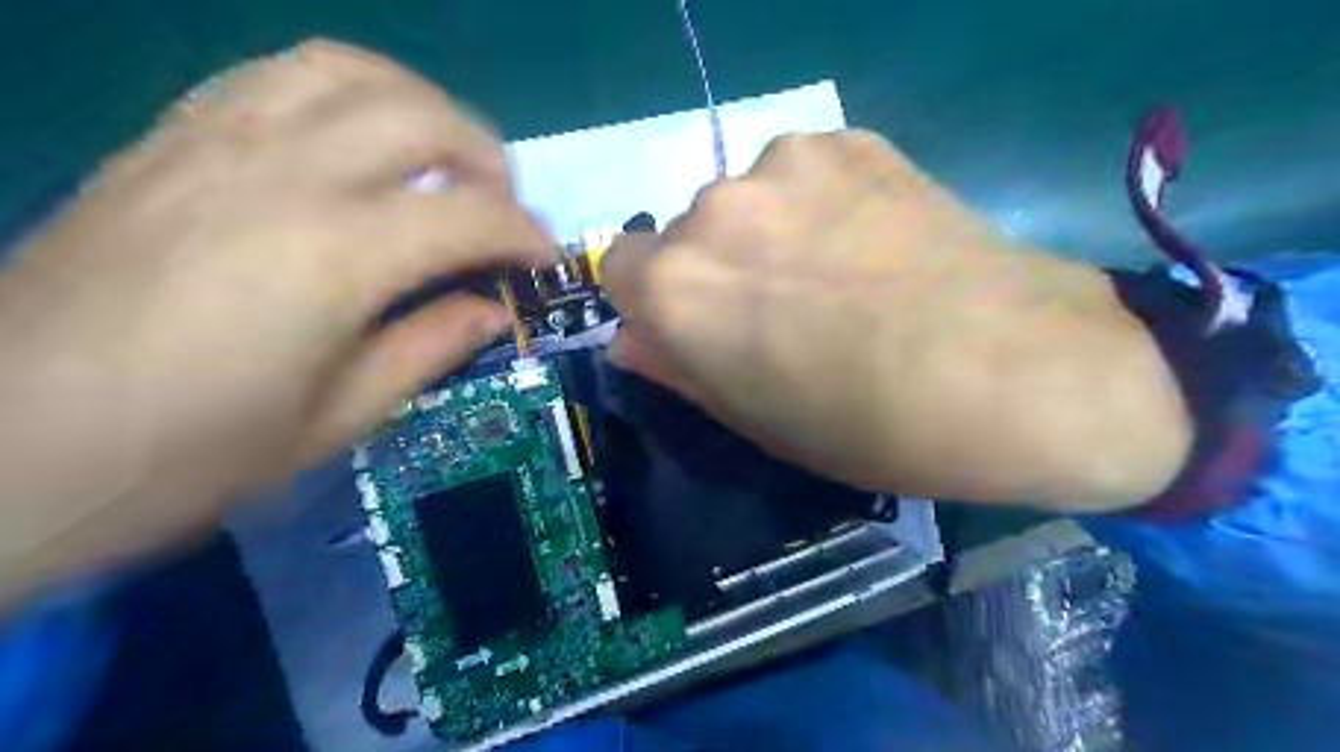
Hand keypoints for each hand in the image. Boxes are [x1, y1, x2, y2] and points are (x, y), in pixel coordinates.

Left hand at [1, 41, 552, 597]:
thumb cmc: (183, 457)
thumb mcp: (336, 422)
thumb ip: (429, 349)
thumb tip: (491, 310)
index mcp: (334, 256)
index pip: (471, 215)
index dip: (527, 235)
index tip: (546, 262)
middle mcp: (283, 174)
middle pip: (425, 118)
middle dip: (489, 162)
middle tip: (500, 215)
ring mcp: (215, 143)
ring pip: (352, 71)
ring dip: (422, 110)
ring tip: (440, 165)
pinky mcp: (167, 140)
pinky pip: (277, 77)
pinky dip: (345, 96)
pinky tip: (356, 146)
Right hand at [602, 133, 1188, 512]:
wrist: (1012, 373)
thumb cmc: (867, 425)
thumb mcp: (755, 420)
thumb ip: (678, 369)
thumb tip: (633, 337)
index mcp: (676, 288)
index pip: (619, 267)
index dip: (657, 300)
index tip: (701, 325)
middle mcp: (713, 211)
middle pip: (686, 232)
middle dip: (718, 268)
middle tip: (786, 310)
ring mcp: (785, 164)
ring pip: (747, 200)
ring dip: (770, 232)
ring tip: (841, 274)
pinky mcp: (850, 140)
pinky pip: (805, 174)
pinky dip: (823, 204)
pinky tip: (875, 242)